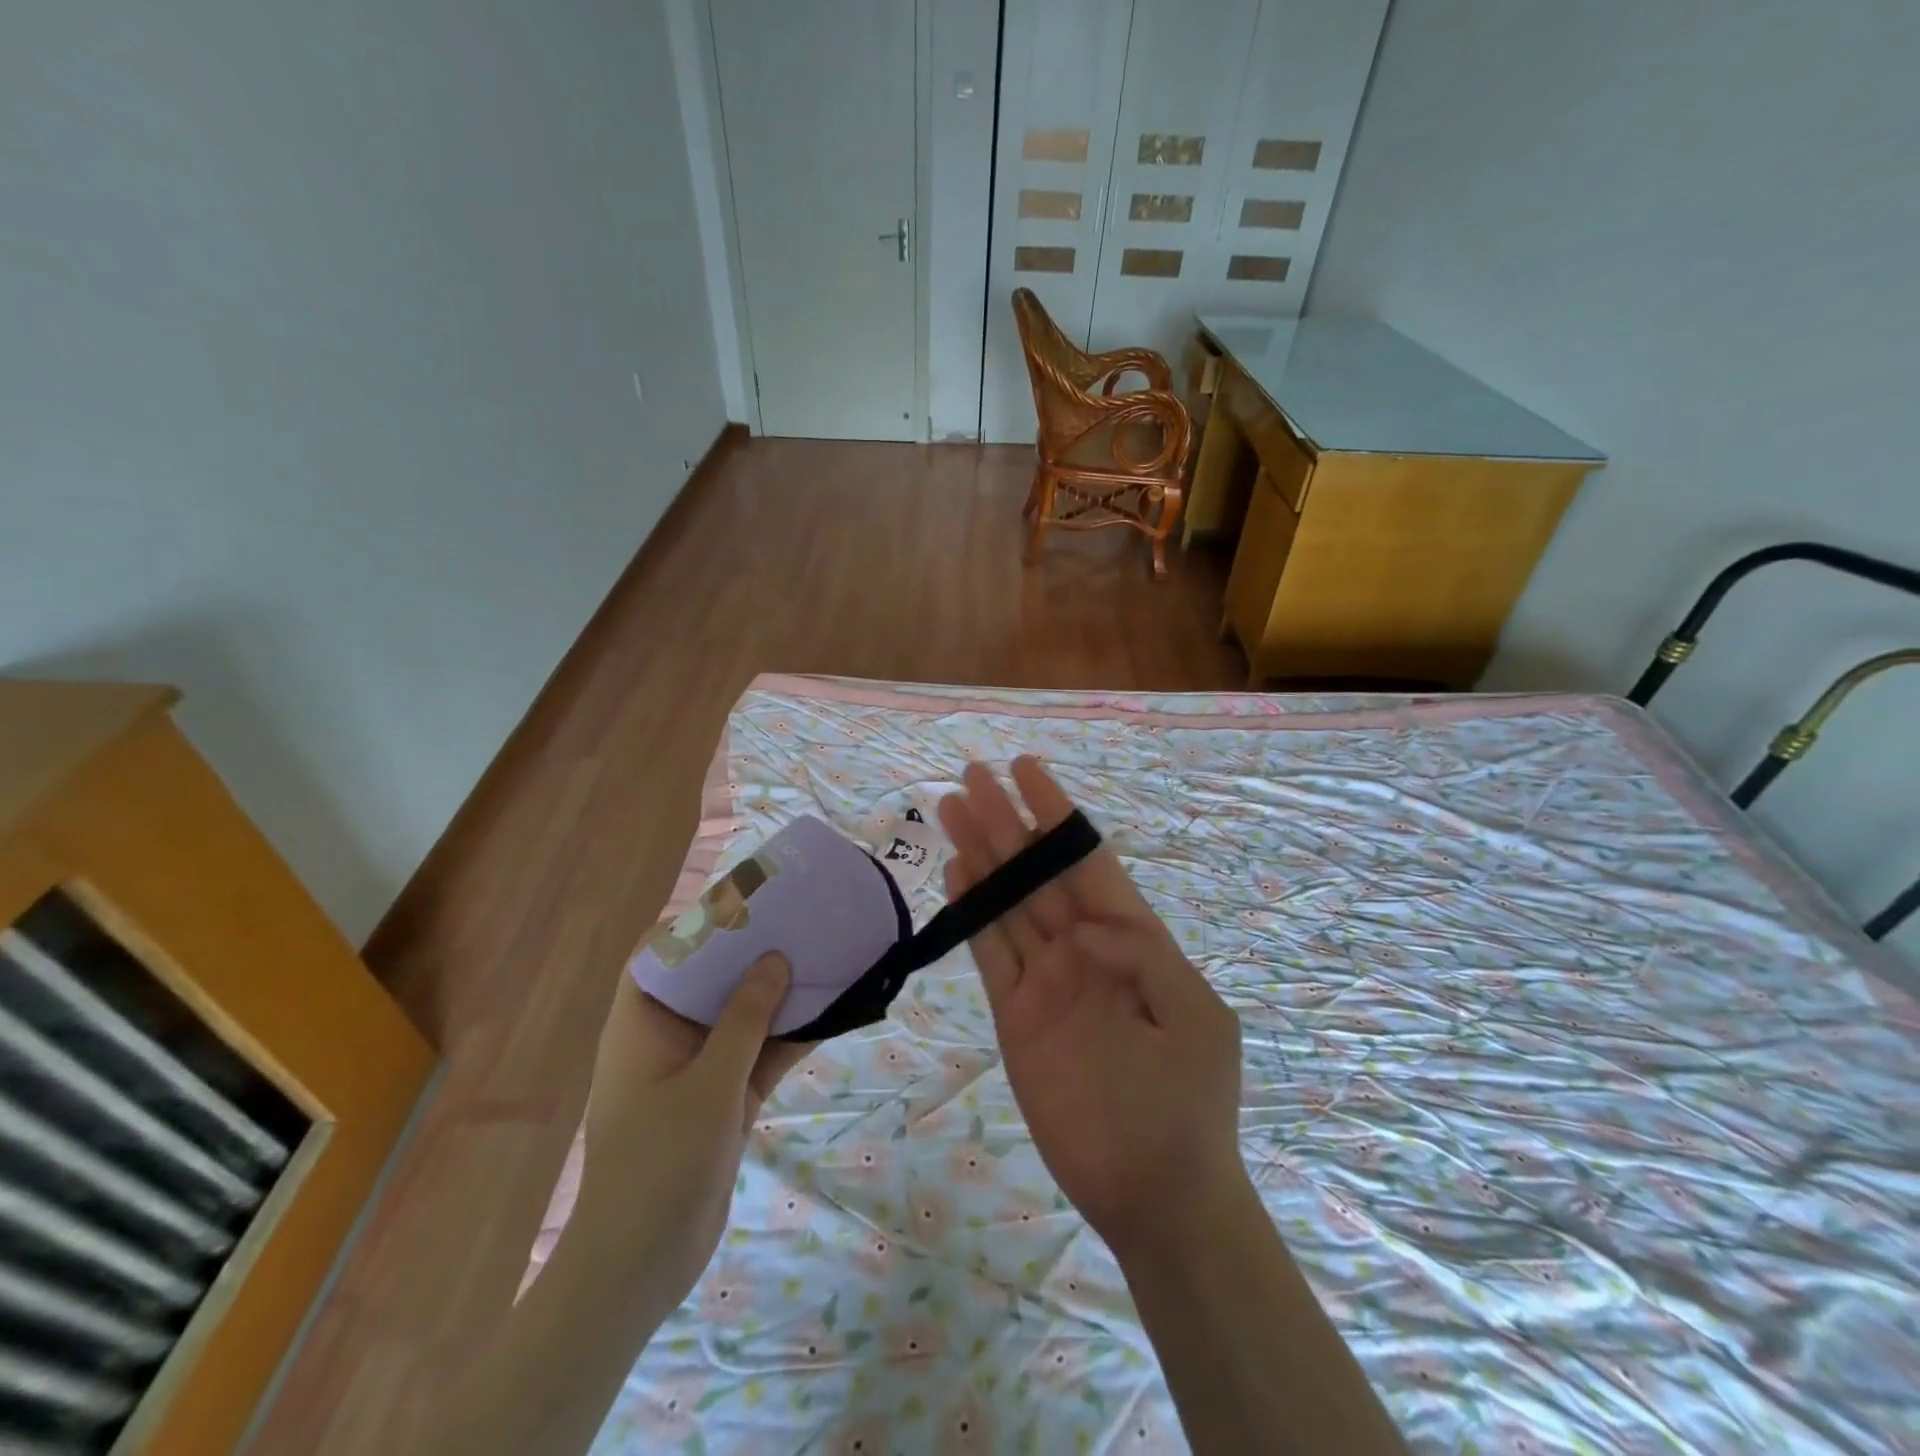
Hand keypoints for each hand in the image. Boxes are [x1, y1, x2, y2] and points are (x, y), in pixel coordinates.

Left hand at [574, 955, 811, 1311]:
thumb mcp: (708, 1085)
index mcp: (641, 1024)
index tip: (744, 904)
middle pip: (709, 979)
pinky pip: (760, 1054)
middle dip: (750, 953)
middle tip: (797, 922)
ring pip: (741, 1016)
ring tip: (823, 957)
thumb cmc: (659, 1165)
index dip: (695, 923)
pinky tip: (831, 1014)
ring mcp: (698, 1069)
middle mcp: (668, 1038)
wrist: (641, 1269)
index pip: (659, 953)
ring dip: (777, 994)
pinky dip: (789, 1037)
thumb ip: (744, 1019)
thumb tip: (775, 958)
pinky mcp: (724, 1099)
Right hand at [938, 758, 1247, 1258]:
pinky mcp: (1015, 1015)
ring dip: (981, 856)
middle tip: (970, 777)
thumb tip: (1088, 920)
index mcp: (1131, 939)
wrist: (1156, 1191)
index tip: (1025, 769)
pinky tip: (956, 874)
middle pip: (1038, 872)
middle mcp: (1083, 948)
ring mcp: (1046, 980)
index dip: (1055, 813)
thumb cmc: (1186, 1100)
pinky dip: (972, 914)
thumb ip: (1142, 955)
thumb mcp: (1192, 1015)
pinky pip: (990, 954)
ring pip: (1008, 903)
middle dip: (1006, 822)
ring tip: (950, 809)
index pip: (1086, 860)